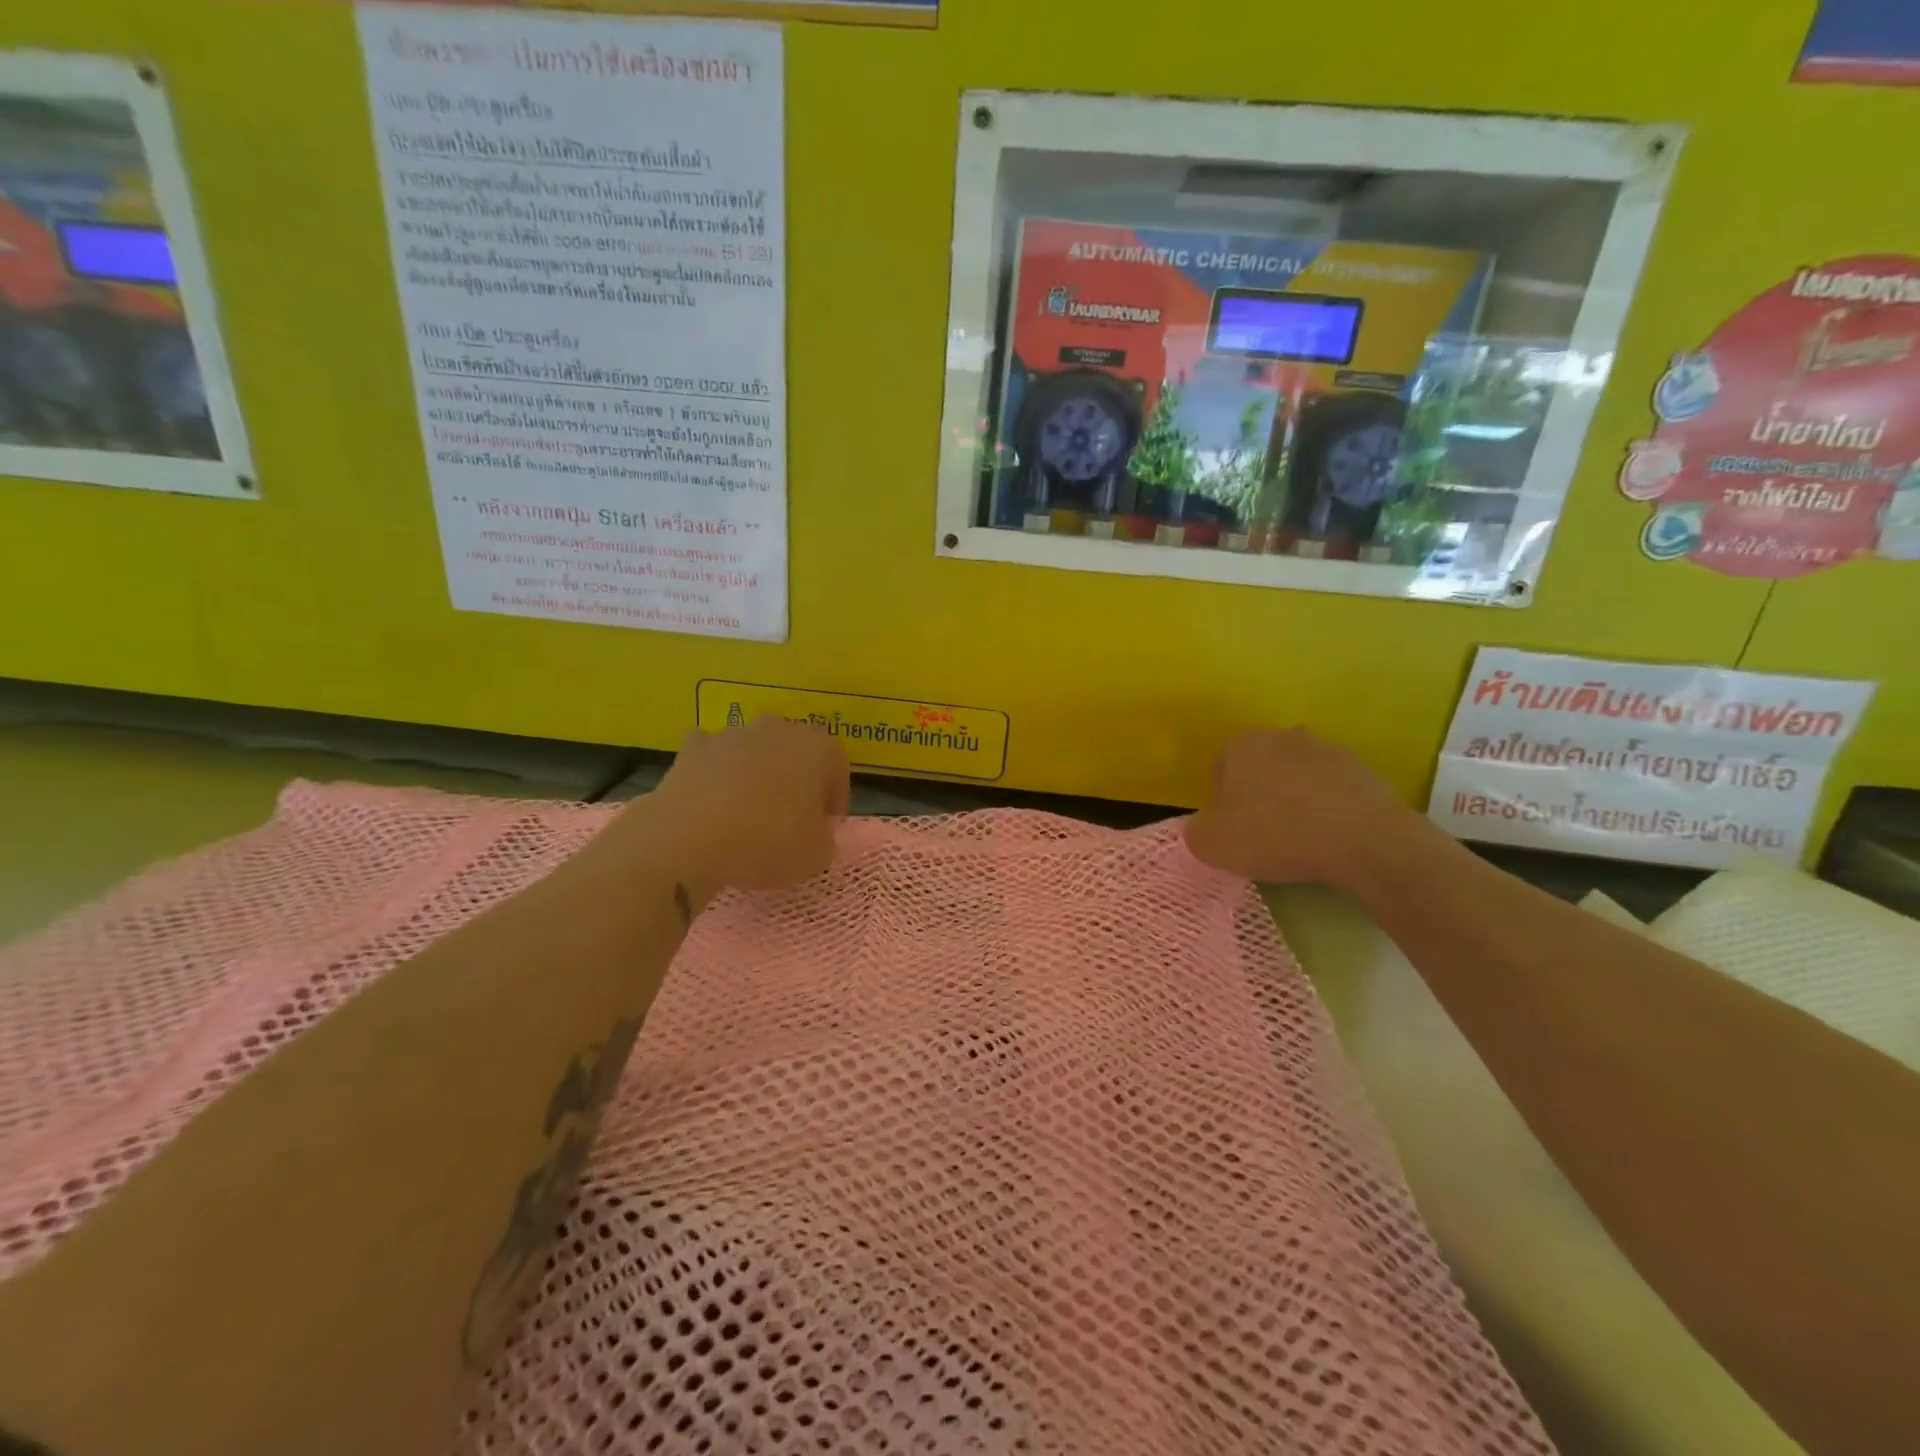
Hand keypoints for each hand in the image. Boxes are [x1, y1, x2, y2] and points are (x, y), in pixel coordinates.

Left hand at [602, 717, 849, 906]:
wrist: (688, 841)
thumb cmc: (768, 841)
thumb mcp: (817, 854)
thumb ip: (823, 837)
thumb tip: (812, 831)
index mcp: (816, 746)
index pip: (837, 765)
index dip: (835, 798)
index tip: (826, 826)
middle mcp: (776, 729)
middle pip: (794, 752)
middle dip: (796, 781)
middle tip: (791, 819)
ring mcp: (730, 735)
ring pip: (753, 753)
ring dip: (756, 777)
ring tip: (748, 817)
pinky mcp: (691, 750)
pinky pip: (712, 759)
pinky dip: (715, 776)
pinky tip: (712, 805)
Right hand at [1184, 728, 1430, 891]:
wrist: (1364, 841)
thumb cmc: (1276, 835)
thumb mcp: (1212, 844)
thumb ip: (1196, 830)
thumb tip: (1206, 827)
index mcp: (1242, 743)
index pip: (1220, 771)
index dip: (1222, 804)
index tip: (1234, 831)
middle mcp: (1284, 735)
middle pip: (1260, 770)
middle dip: (1259, 798)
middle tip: (1264, 836)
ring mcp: (1328, 750)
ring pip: (1297, 780)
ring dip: (1294, 803)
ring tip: (1300, 841)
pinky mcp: (1363, 771)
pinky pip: (1332, 793)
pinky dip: (1327, 811)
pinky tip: (1330, 839)